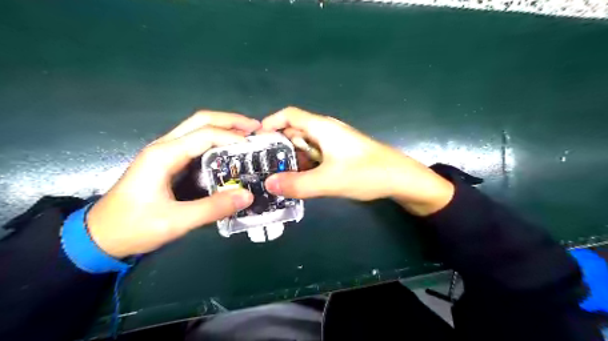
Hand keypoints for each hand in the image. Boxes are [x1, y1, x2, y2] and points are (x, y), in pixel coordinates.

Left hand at [86, 110, 258, 256]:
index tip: (255, 146)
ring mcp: (164, 152)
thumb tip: (247, 195)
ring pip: (197, 128)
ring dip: (224, 127)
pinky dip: (216, 140)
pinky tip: (229, 150)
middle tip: (256, 127)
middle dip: (230, 121)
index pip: (205, 135)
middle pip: (201, 120)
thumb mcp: (176, 221)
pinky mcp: (167, 161)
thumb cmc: (133, 227)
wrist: (100, 236)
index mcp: (164, 155)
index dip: (232, 137)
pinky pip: (195, 142)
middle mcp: (164, 146)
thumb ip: (213, 208)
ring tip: (248, 135)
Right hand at [259, 107, 453, 215]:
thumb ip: (297, 184)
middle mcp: (326, 131)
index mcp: (321, 127)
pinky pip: (315, 156)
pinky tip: (298, 179)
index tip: (255, 140)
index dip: (270, 123)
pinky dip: (304, 164)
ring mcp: (334, 143)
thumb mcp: (328, 181)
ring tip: (275, 175)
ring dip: (291, 158)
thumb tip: (268, 184)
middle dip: (278, 146)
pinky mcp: (339, 154)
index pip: (289, 115)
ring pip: (305, 146)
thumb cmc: (366, 173)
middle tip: (261, 165)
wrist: (400, 178)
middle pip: (294, 131)